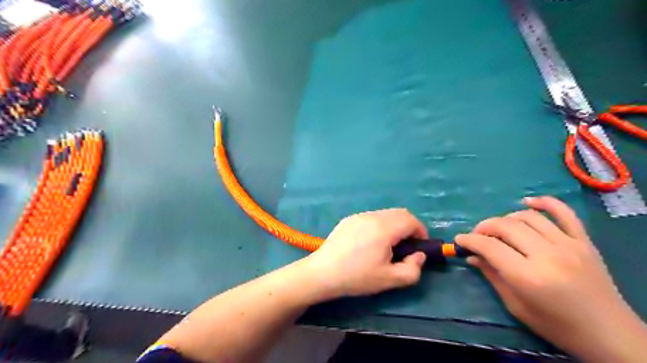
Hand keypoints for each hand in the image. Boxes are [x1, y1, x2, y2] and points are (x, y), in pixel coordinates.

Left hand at [303, 209, 427, 298]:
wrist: (322, 273)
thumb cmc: (357, 277)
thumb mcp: (389, 279)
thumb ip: (413, 269)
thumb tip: (419, 256)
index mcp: (384, 228)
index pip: (411, 220)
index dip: (421, 232)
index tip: (419, 247)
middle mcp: (372, 216)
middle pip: (400, 213)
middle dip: (409, 227)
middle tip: (407, 247)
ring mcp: (358, 216)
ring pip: (385, 214)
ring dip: (394, 225)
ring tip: (388, 246)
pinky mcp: (348, 219)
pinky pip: (371, 217)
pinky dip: (380, 225)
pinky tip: (370, 243)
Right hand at [454, 198, 645, 361]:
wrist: (609, 334)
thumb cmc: (556, 325)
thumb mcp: (516, 305)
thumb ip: (492, 275)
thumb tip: (471, 256)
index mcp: (529, 277)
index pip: (490, 247)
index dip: (470, 241)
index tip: (459, 240)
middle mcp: (548, 255)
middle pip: (506, 226)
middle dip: (484, 227)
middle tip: (476, 236)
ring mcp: (569, 245)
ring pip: (528, 217)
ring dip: (505, 218)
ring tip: (498, 229)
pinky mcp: (584, 241)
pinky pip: (564, 212)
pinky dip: (544, 202)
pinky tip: (527, 202)